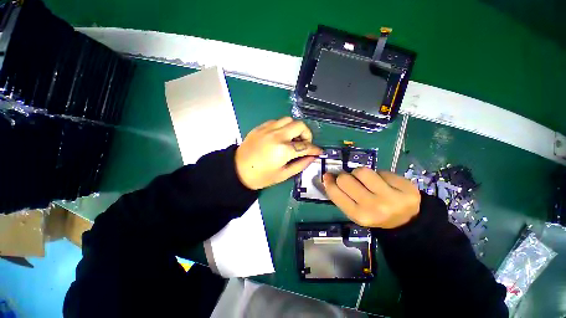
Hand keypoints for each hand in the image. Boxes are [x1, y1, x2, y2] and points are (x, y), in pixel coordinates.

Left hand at [235, 117, 321, 189]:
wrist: (237, 170)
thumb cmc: (260, 176)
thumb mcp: (283, 175)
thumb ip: (300, 165)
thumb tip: (312, 157)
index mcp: (283, 150)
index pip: (305, 146)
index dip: (315, 149)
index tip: (319, 151)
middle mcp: (277, 135)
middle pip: (300, 126)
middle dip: (307, 134)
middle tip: (304, 144)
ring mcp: (268, 129)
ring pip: (289, 120)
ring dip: (295, 128)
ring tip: (292, 139)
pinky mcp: (261, 127)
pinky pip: (277, 121)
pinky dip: (283, 127)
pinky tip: (281, 136)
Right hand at [323, 167, 420, 228]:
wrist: (407, 221)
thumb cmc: (374, 215)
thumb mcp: (354, 211)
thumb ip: (340, 195)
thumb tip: (327, 176)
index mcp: (358, 215)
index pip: (335, 192)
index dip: (329, 181)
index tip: (329, 176)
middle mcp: (373, 207)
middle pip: (345, 179)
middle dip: (345, 177)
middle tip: (352, 181)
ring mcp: (391, 197)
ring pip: (362, 170)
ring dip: (361, 173)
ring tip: (368, 181)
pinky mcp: (406, 187)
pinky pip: (381, 171)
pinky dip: (379, 174)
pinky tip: (385, 183)